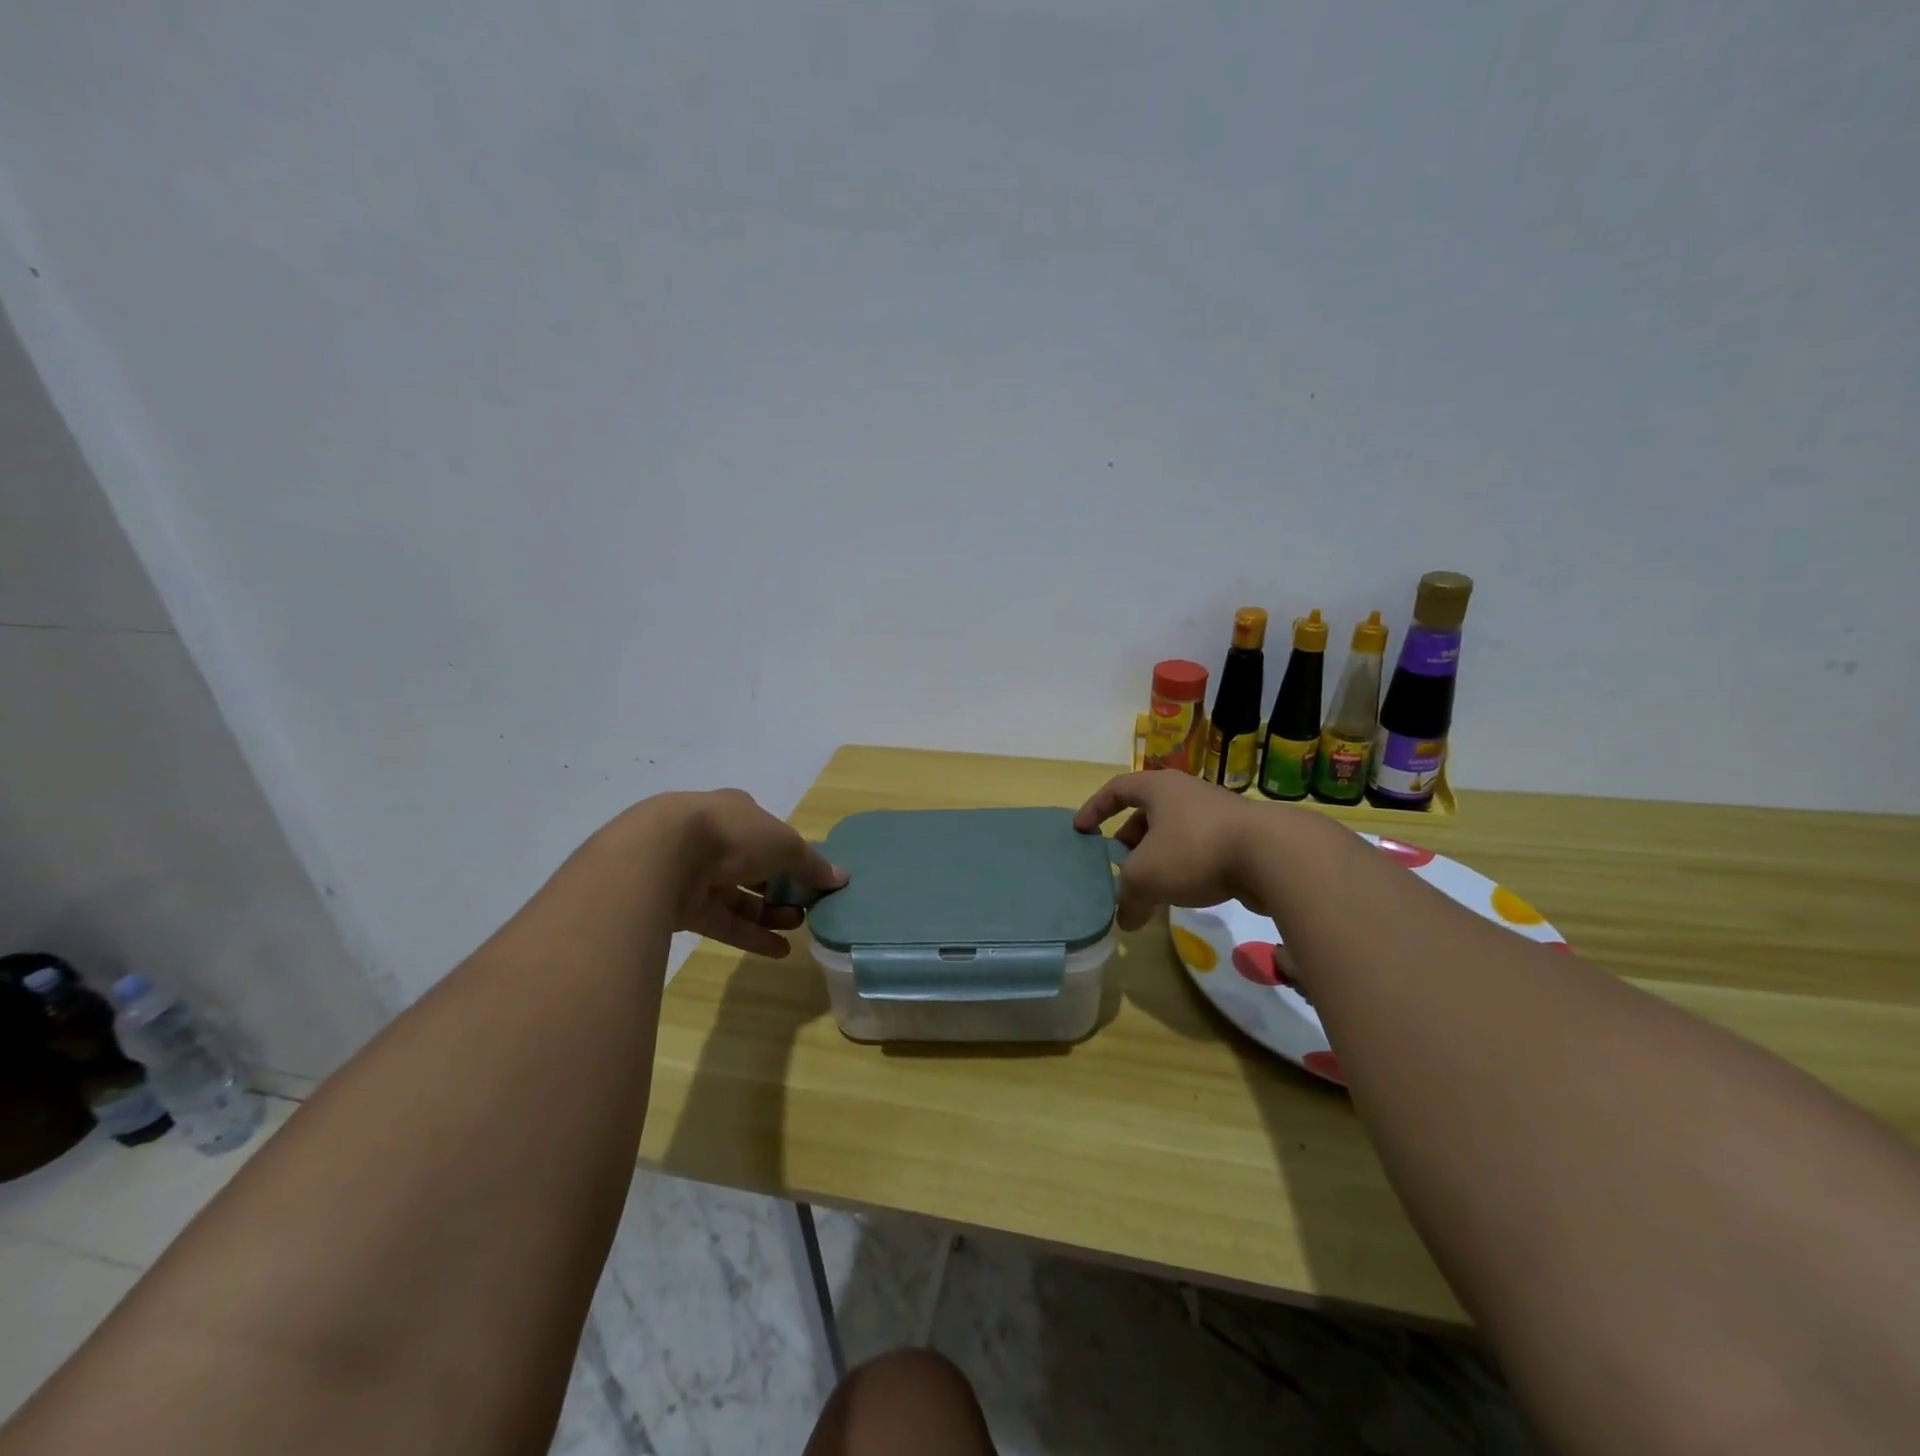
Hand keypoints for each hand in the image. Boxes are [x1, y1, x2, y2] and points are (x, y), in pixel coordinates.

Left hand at [608, 789, 845, 957]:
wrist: (662, 856)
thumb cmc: (733, 834)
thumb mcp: (786, 844)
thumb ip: (812, 864)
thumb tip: (841, 878)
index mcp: (737, 811)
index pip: (769, 832)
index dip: (791, 854)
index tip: (811, 877)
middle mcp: (715, 839)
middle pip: (755, 867)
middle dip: (783, 888)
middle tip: (807, 907)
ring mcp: (696, 874)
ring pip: (740, 896)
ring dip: (770, 913)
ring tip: (797, 928)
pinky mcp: (684, 908)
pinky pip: (725, 923)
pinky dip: (751, 935)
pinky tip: (780, 951)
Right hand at [1074, 771, 1284, 929]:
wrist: (1274, 856)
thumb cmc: (1195, 850)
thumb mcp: (1146, 876)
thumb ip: (1127, 897)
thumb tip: (1124, 920)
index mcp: (1159, 788)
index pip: (1117, 789)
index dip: (1095, 808)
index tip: (1081, 830)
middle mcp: (1187, 793)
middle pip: (1147, 812)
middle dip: (1129, 839)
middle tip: (1118, 865)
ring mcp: (1217, 814)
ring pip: (1175, 832)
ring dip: (1158, 856)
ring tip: (1149, 886)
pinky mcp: (1241, 838)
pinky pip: (1200, 849)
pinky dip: (1185, 867)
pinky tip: (1184, 894)